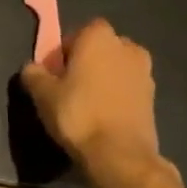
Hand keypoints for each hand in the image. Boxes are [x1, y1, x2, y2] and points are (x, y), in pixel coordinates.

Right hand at [19, 18, 177, 187]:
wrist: (120, 154)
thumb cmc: (78, 114)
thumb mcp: (43, 94)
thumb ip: (34, 74)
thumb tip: (32, 68)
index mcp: (99, 37)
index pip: (78, 32)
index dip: (65, 51)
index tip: (55, 72)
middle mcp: (127, 47)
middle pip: (100, 49)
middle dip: (87, 62)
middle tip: (68, 87)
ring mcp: (145, 72)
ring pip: (117, 69)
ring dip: (104, 79)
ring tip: (87, 105)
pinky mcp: (154, 98)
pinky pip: (128, 88)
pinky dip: (117, 96)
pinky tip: (103, 117)